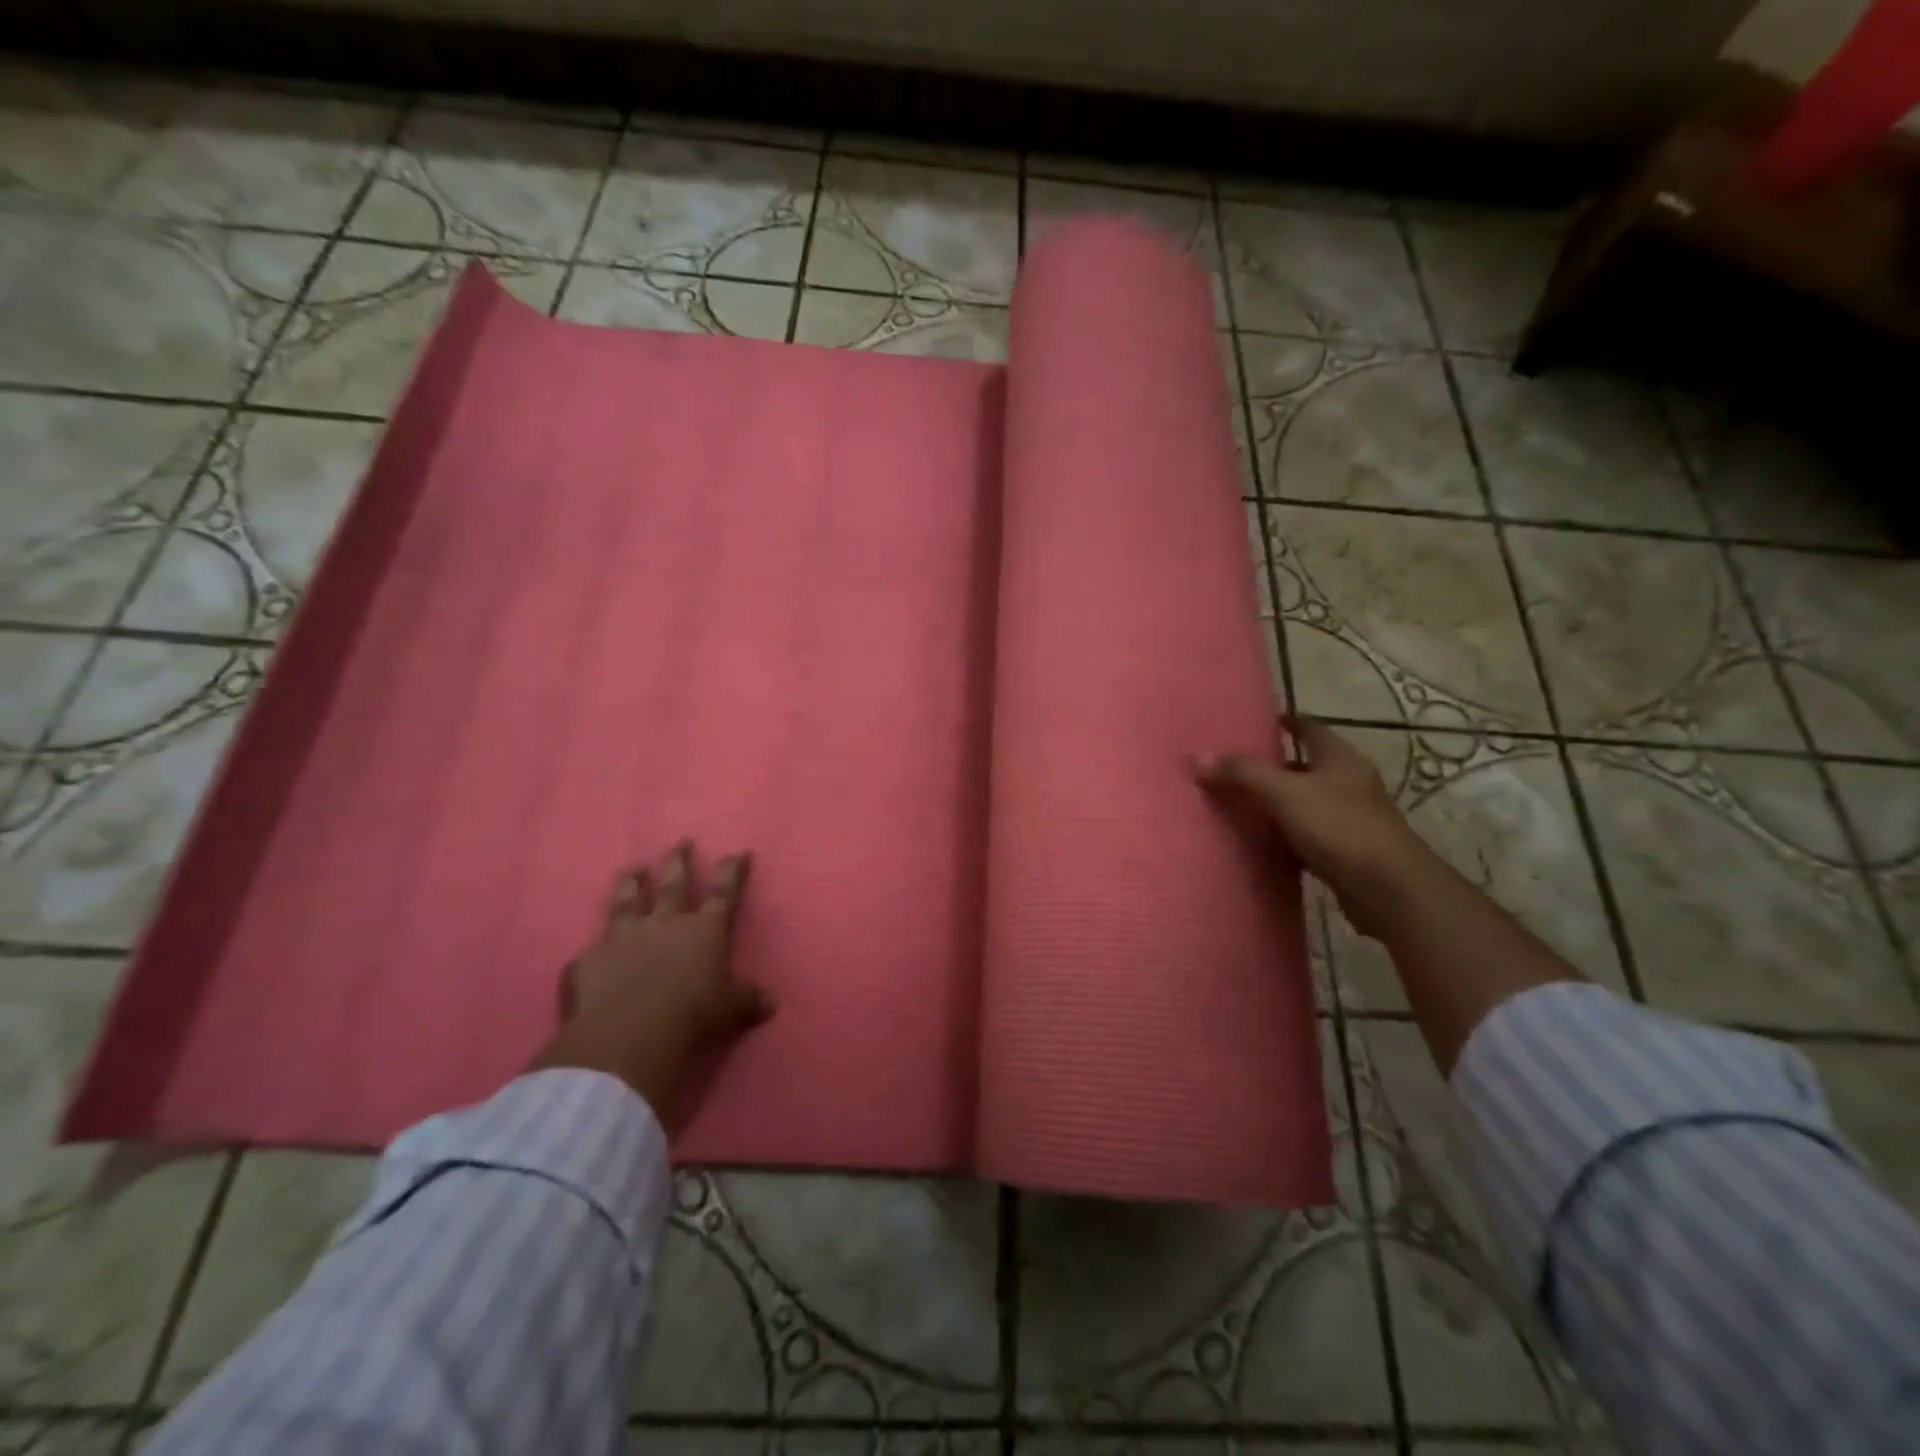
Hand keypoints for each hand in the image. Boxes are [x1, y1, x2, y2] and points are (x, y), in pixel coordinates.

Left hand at [531, 840, 773, 1122]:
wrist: (630, 1033)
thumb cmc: (693, 1014)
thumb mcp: (731, 1009)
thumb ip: (748, 1000)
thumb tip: (771, 1004)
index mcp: (704, 930)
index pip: (723, 893)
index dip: (732, 872)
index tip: (738, 852)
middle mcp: (665, 923)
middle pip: (673, 885)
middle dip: (678, 862)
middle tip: (680, 842)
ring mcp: (624, 937)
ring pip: (628, 902)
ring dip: (630, 884)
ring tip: (631, 869)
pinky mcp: (591, 960)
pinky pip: (592, 950)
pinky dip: (594, 949)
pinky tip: (587, 949)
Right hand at [1197, 717, 1427, 934]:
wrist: (1389, 889)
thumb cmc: (1339, 827)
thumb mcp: (1284, 793)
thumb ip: (1243, 774)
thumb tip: (1200, 757)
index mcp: (1340, 759)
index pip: (1311, 728)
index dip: (1288, 722)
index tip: (1261, 721)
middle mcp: (1350, 783)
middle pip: (1308, 766)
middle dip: (1276, 766)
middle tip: (1238, 768)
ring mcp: (1353, 819)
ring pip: (1308, 803)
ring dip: (1281, 804)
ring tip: (1243, 805)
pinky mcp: (1349, 852)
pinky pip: (1310, 836)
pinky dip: (1288, 837)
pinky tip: (1265, 845)